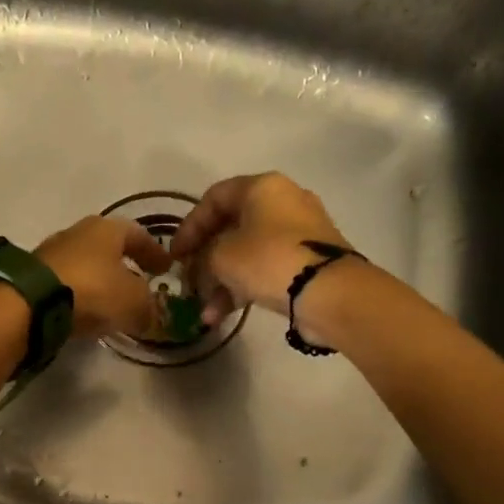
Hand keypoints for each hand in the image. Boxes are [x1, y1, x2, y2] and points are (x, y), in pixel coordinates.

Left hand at [36, 215, 171, 338]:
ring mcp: (52, 252)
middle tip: (140, 283)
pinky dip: (82, 294)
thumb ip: (147, 308)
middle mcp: (79, 232)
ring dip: (102, 280)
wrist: (31, 302)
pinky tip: (86, 311)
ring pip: (87, 264)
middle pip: (109, 247)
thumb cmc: (93, 290)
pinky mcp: (34, 275)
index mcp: (108, 228)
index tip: (167, 268)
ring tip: (113, 302)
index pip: (139, 235)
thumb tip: (150, 316)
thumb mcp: (133, 302)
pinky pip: (68, 282)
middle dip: (126, 265)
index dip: (155, 252)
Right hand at [169, 172, 349, 324]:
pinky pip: (266, 269)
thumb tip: (203, 267)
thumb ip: (203, 257)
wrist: (329, 292)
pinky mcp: (308, 261)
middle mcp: (283, 201)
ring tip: (205, 313)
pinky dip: (244, 288)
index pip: (214, 198)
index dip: (189, 226)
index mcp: (261, 187)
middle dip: (205, 260)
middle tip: (188, 283)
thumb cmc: (268, 260)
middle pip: (231, 227)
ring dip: (221, 283)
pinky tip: (223, 317)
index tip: (175, 256)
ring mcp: (299, 233)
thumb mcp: (221, 257)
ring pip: (247, 253)